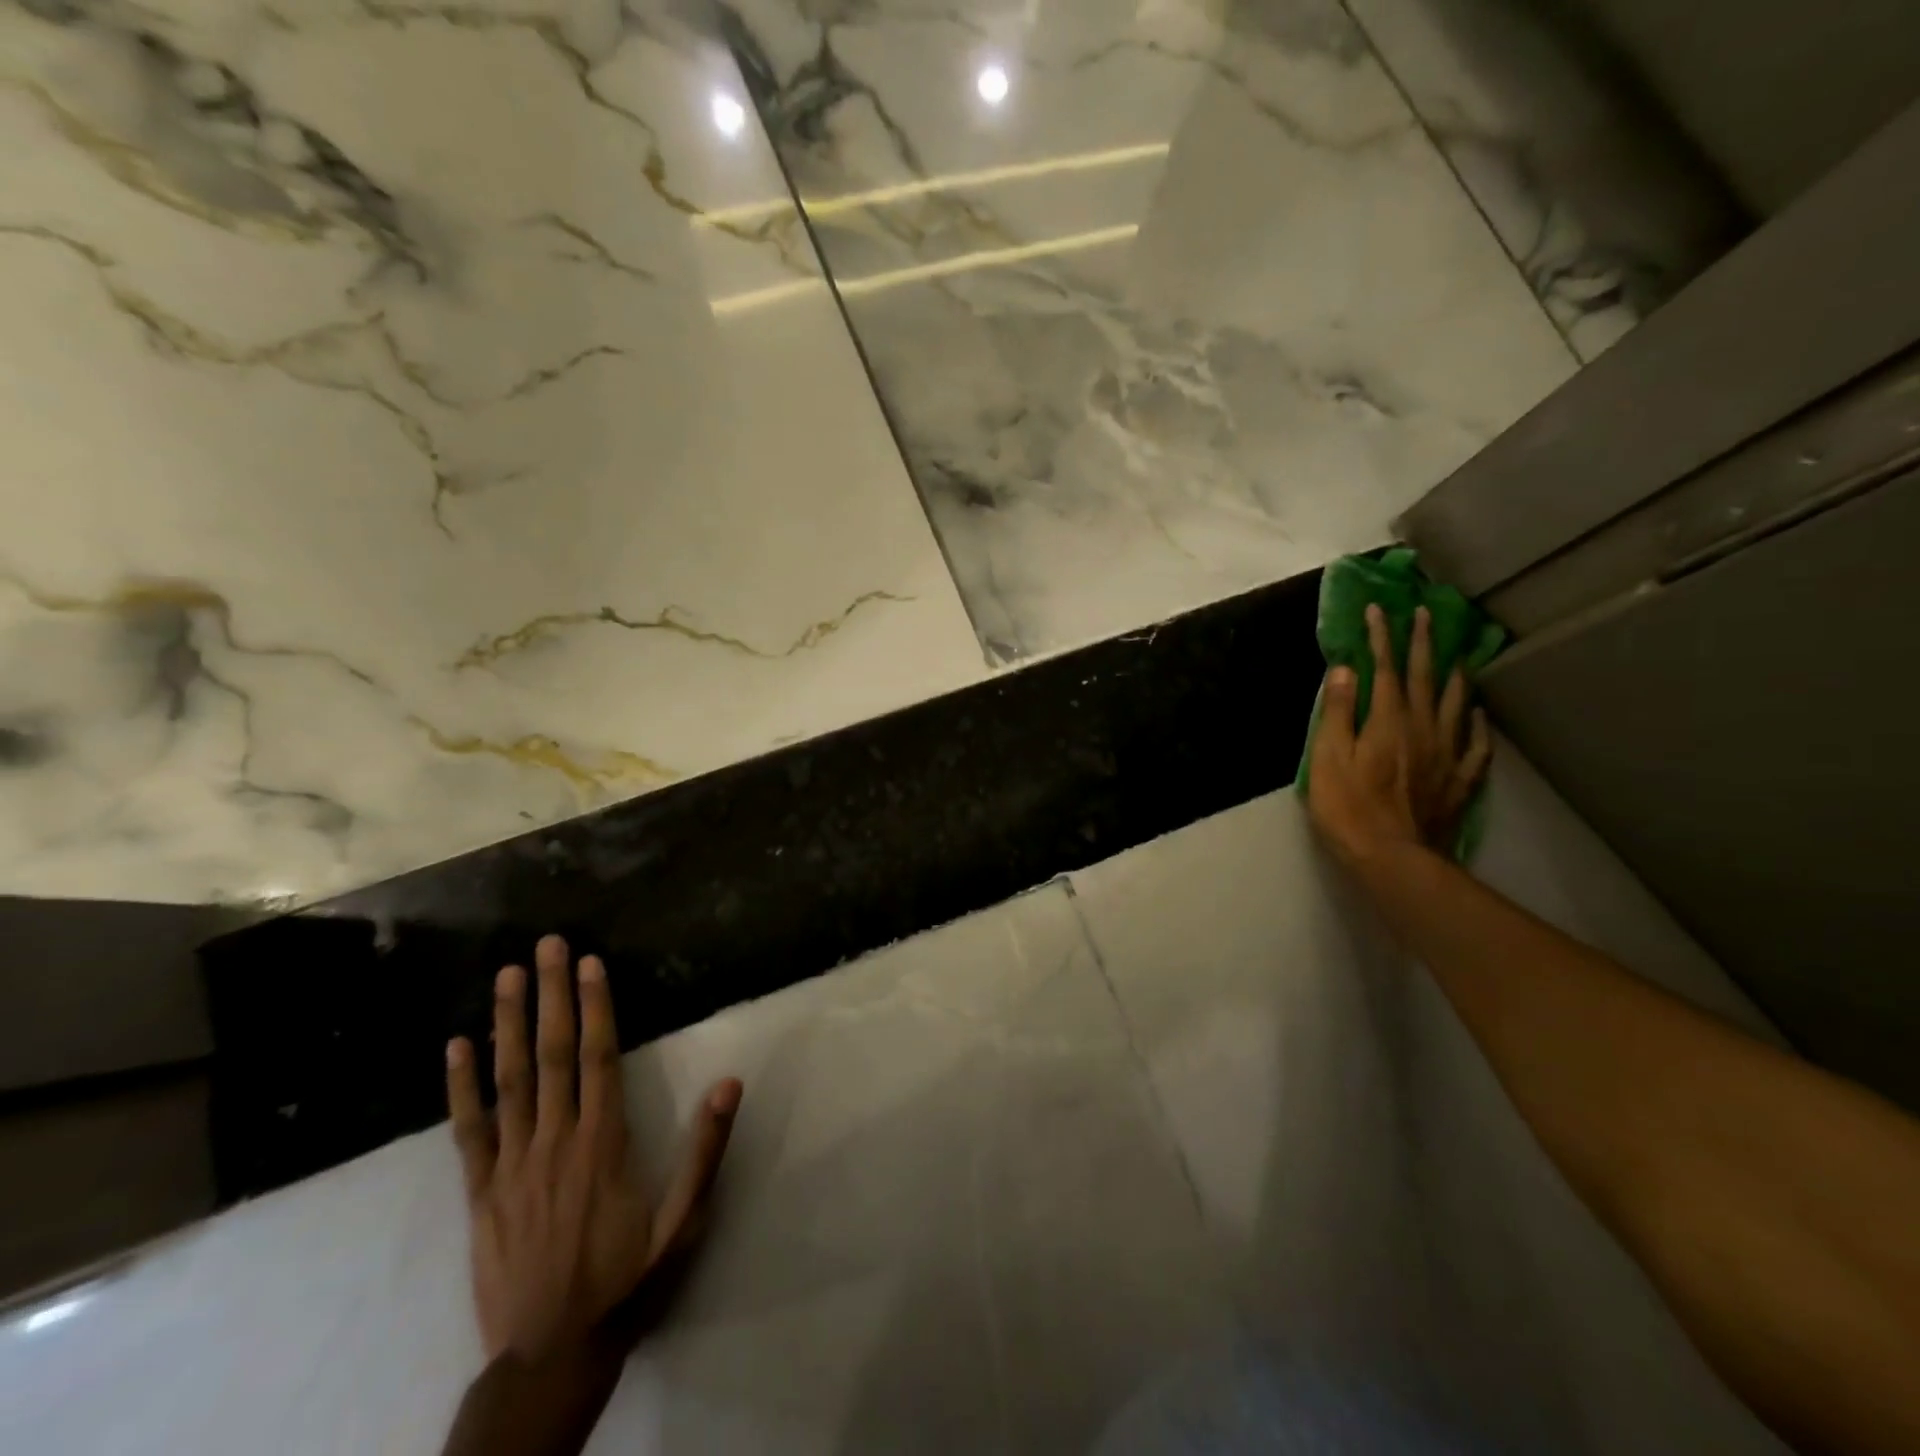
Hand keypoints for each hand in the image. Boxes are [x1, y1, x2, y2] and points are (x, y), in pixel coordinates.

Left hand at [446, 935, 741, 1363]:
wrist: (550, 1357)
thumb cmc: (627, 1281)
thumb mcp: (684, 1222)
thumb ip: (706, 1150)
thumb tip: (730, 1083)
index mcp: (603, 1143)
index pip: (599, 1058)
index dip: (594, 1007)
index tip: (589, 963)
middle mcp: (555, 1141)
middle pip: (551, 1055)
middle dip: (550, 995)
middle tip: (546, 945)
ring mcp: (511, 1165)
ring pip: (509, 1081)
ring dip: (507, 1024)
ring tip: (506, 975)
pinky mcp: (480, 1192)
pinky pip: (468, 1131)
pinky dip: (461, 1087)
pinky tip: (456, 1047)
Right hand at [1307, 602, 1491, 867]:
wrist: (1392, 856)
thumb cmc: (1348, 807)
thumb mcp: (1327, 758)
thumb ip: (1337, 712)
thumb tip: (1343, 669)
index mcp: (1387, 721)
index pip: (1385, 669)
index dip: (1381, 638)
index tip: (1378, 610)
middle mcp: (1422, 728)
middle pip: (1425, 678)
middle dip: (1423, 644)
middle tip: (1425, 615)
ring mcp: (1446, 754)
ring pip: (1456, 704)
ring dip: (1454, 675)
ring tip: (1456, 656)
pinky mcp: (1459, 780)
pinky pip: (1476, 744)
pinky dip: (1476, 723)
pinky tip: (1476, 713)